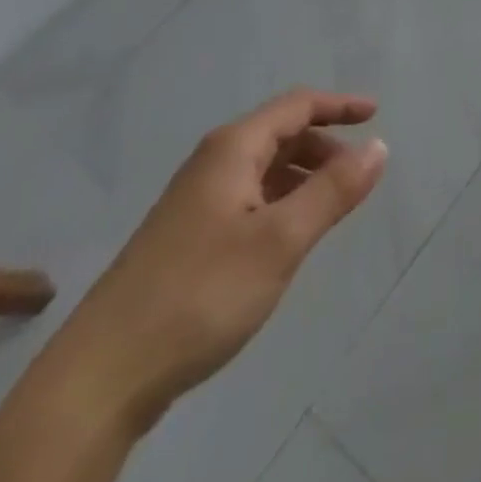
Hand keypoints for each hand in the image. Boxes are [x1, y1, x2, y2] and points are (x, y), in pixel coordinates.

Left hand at [46, 88, 387, 431]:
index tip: (375, 113)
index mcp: (233, 149)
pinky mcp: (185, 237)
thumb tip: (378, 146)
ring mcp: (194, 201)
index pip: (297, 105)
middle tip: (357, 174)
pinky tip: (285, 239)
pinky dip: (279, 202)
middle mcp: (212, 163)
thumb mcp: (280, 241)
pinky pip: (247, 198)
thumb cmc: (200, 294)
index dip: (338, 105)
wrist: (102, 376)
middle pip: (279, 134)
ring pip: (262, 169)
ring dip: (302, 176)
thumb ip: (333, 191)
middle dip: (323, 145)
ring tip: (330, 208)